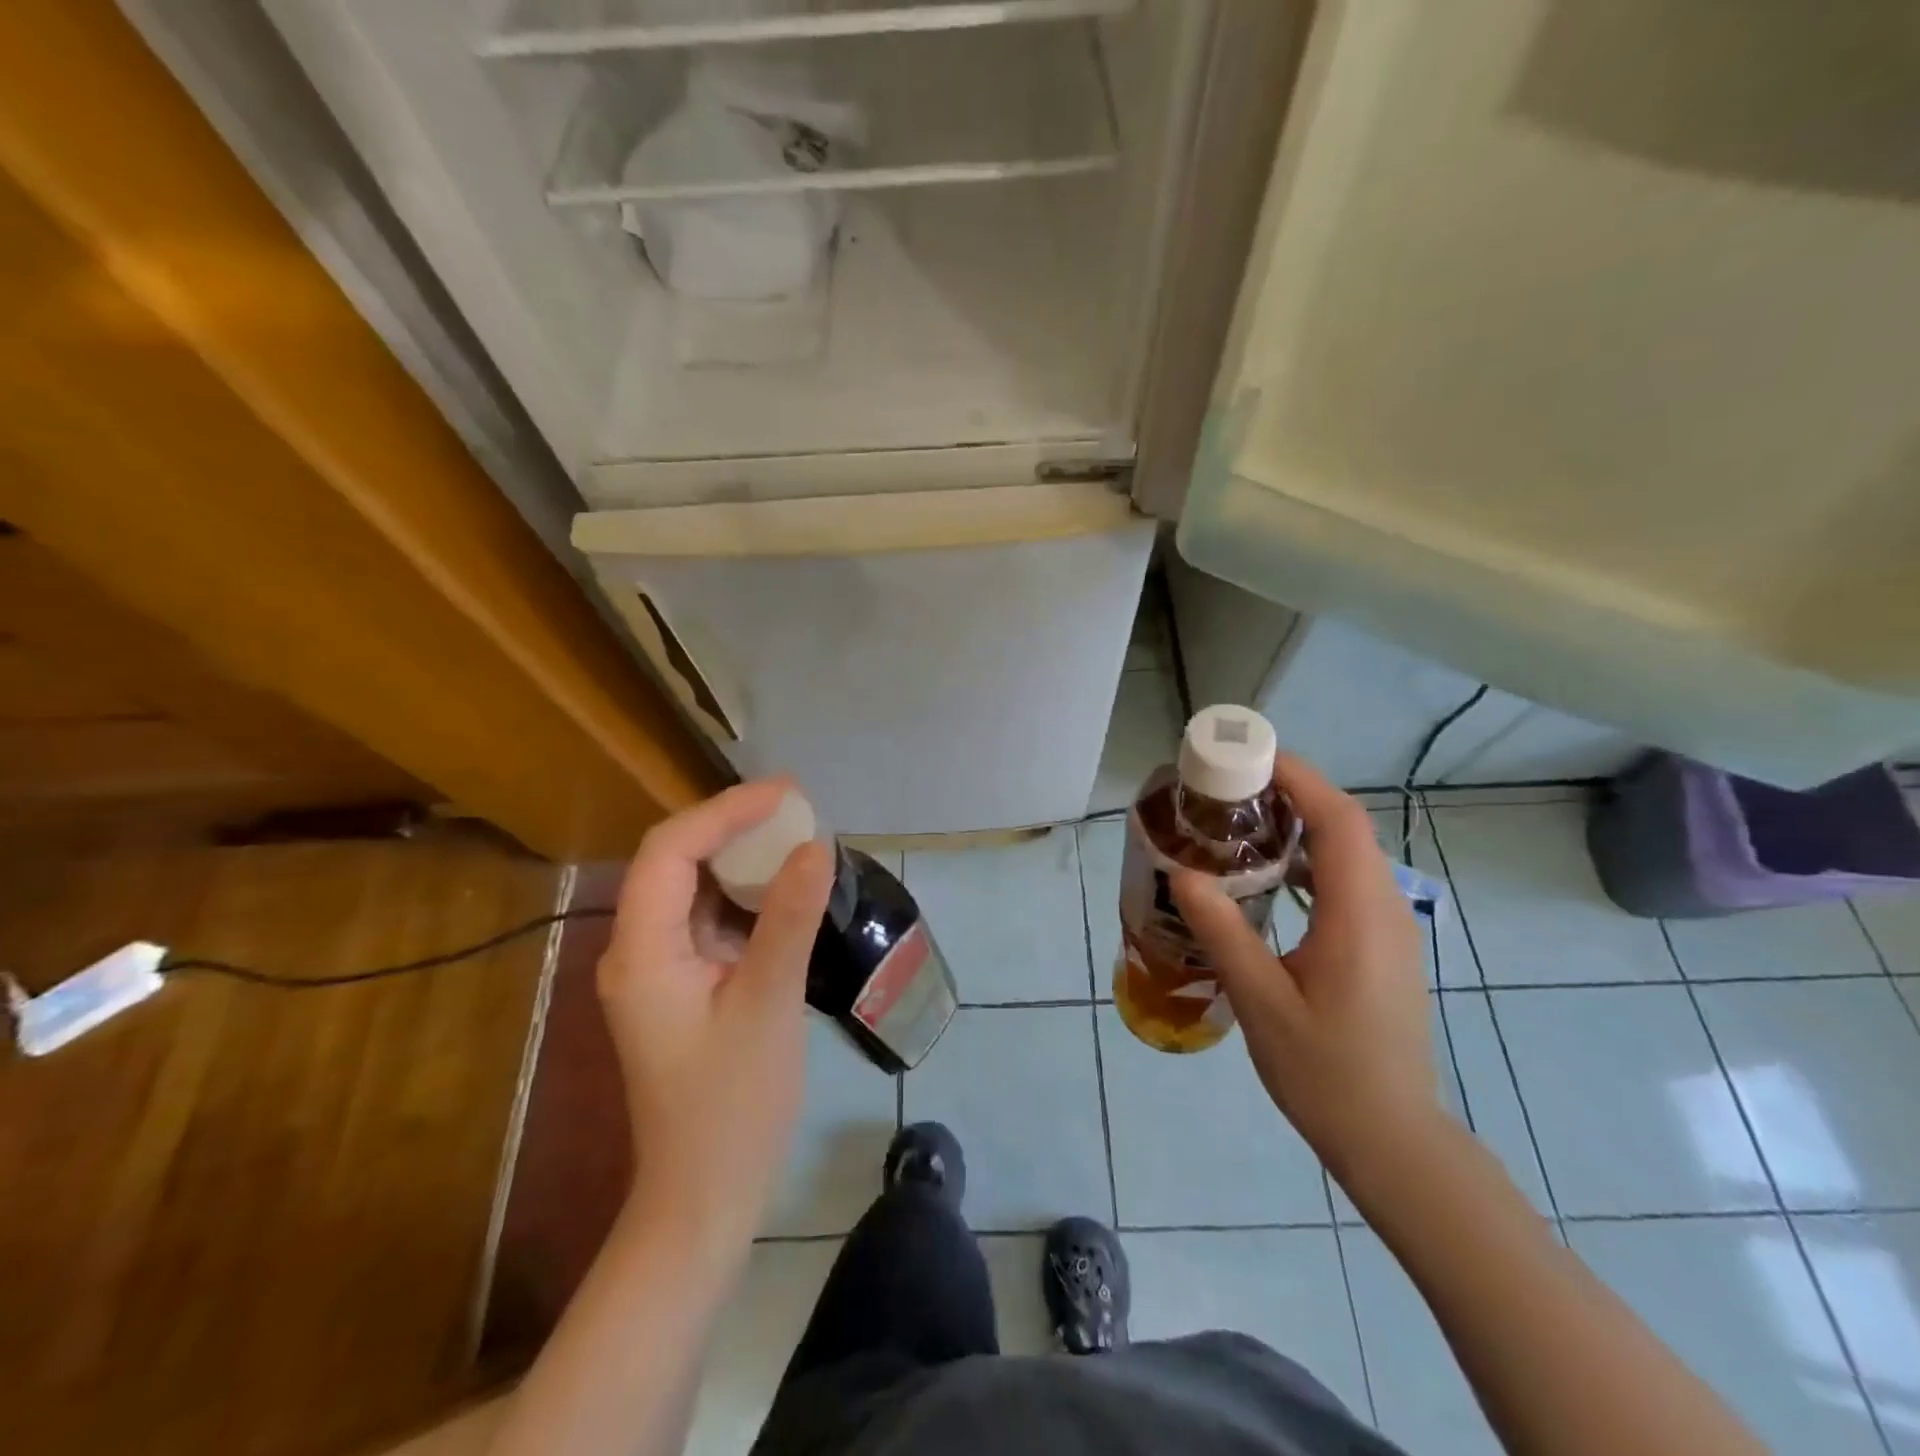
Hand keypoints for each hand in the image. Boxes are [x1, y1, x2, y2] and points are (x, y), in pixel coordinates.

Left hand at [596, 780, 834, 1265]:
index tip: (787, 795)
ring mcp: (658, 968)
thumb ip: (788, 919)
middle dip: (733, 826)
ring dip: (742, 857)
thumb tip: (817, 845)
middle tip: (798, 808)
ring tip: (798, 835)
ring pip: (694, 886)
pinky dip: (746, 894)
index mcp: (642, 950)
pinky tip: (785, 889)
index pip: (669, 850)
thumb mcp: (768, 1004)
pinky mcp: (682, 984)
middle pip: (676, 860)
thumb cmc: (733, 1106)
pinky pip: (709, 918)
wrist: (705, 1196)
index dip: (725, 811)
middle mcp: (638, 949)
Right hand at [1172, 756, 1435, 1177]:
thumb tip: (1184, 873)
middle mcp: (1383, 909)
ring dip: (1302, 822)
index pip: (1339, 821)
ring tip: (1241, 819)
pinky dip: (1310, 857)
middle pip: (1346, 826)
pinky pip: (1348, 879)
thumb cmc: (1326, 1073)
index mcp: (1358, 916)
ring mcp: (1388, 927)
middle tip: (1230, 786)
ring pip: (1349, 851)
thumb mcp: (1261, 1003)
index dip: (1299, 778)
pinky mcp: (1381, 945)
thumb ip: (1224, 932)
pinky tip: (1270, 873)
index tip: (1249, 757)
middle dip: (1293, 791)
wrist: (1392, 1138)